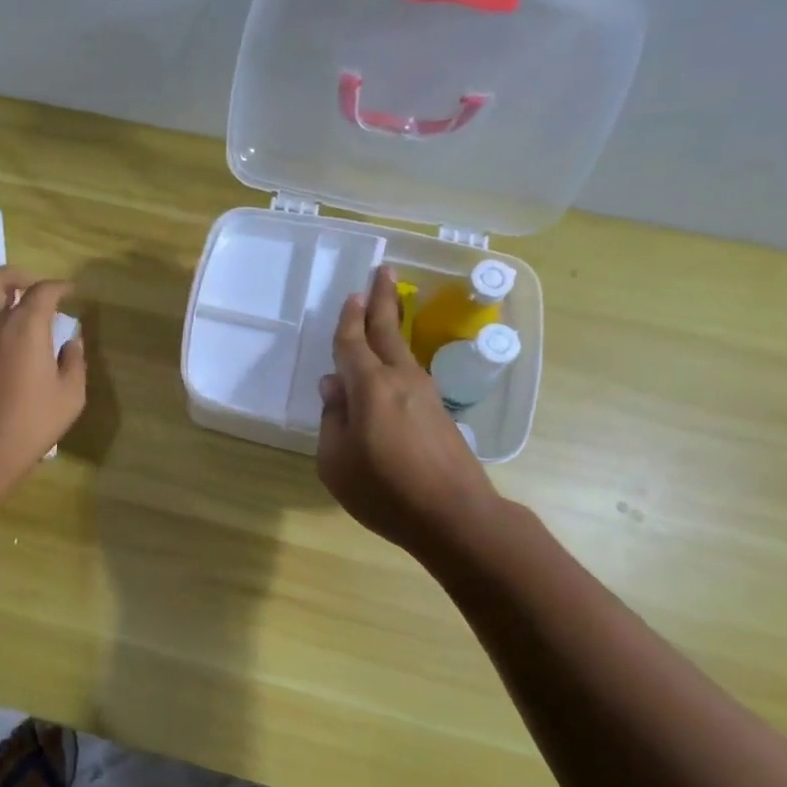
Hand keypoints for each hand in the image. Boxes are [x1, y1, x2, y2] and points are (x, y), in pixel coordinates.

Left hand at [0, 267, 85, 499]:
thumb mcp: (70, 396)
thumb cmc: (29, 423)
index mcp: (24, 325)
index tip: (69, 291)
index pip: (43, 291)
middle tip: (28, 287)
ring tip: (3, 305)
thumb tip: (72, 340)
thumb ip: (74, 361)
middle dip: (14, 275)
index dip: (59, 287)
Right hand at [317, 266, 504, 556]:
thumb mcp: (336, 461)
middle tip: (383, 271)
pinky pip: (409, 374)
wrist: (455, 516)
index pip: (352, 343)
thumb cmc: (384, 490)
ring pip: (402, 351)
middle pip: (388, 331)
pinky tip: (389, 369)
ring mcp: (425, 395)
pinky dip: (396, 358)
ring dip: (393, 326)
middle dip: (384, 300)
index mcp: (369, 386)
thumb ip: (332, 419)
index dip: (349, 319)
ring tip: (387, 309)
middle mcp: (400, 380)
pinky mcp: (438, 414)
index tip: (352, 294)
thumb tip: (334, 386)